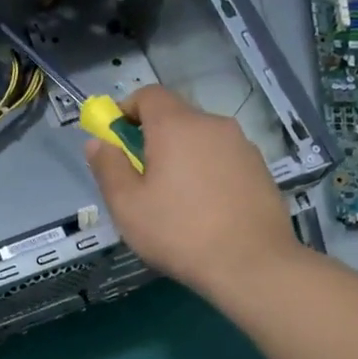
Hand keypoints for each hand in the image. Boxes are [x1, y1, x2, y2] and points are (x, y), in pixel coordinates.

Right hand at [84, 85, 300, 299]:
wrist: (251, 264)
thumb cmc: (178, 232)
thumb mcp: (127, 205)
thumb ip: (108, 167)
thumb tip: (97, 142)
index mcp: (176, 126)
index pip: (148, 94)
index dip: (126, 110)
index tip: (115, 140)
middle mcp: (212, 124)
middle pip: (175, 116)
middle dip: (152, 138)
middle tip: (141, 178)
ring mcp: (241, 145)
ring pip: (200, 139)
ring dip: (181, 156)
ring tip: (175, 199)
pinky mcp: (260, 168)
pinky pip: (222, 158)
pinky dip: (206, 171)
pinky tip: (204, 209)